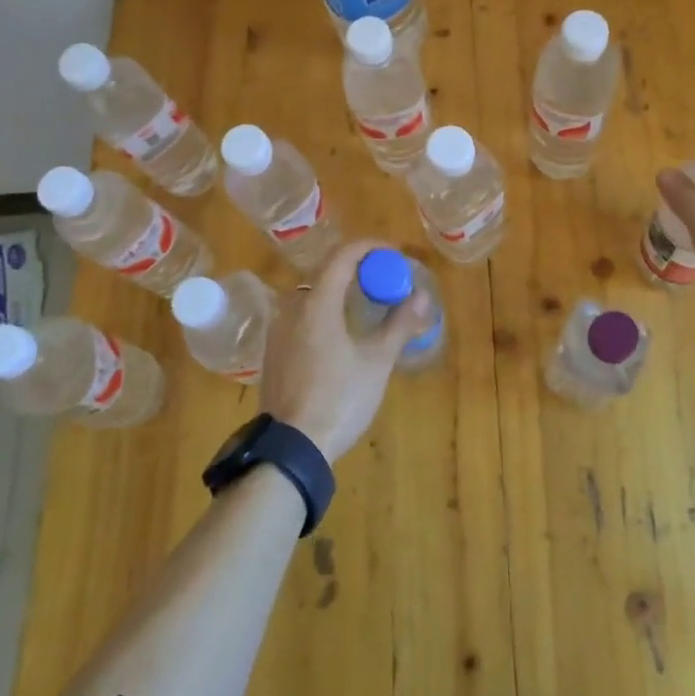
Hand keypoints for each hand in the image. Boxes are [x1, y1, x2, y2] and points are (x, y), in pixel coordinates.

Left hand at [257, 240, 431, 464]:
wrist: (292, 448)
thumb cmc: (339, 399)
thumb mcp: (377, 362)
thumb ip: (399, 324)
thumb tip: (422, 296)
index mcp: (317, 304)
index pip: (342, 257)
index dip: (369, 248)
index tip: (392, 253)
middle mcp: (291, 309)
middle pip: (324, 273)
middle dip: (355, 269)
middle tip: (382, 279)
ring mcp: (277, 331)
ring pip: (310, 296)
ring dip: (337, 290)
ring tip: (363, 303)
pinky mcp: (272, 352)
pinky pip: (300, 317)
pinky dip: (322, 311)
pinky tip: (338, 332)